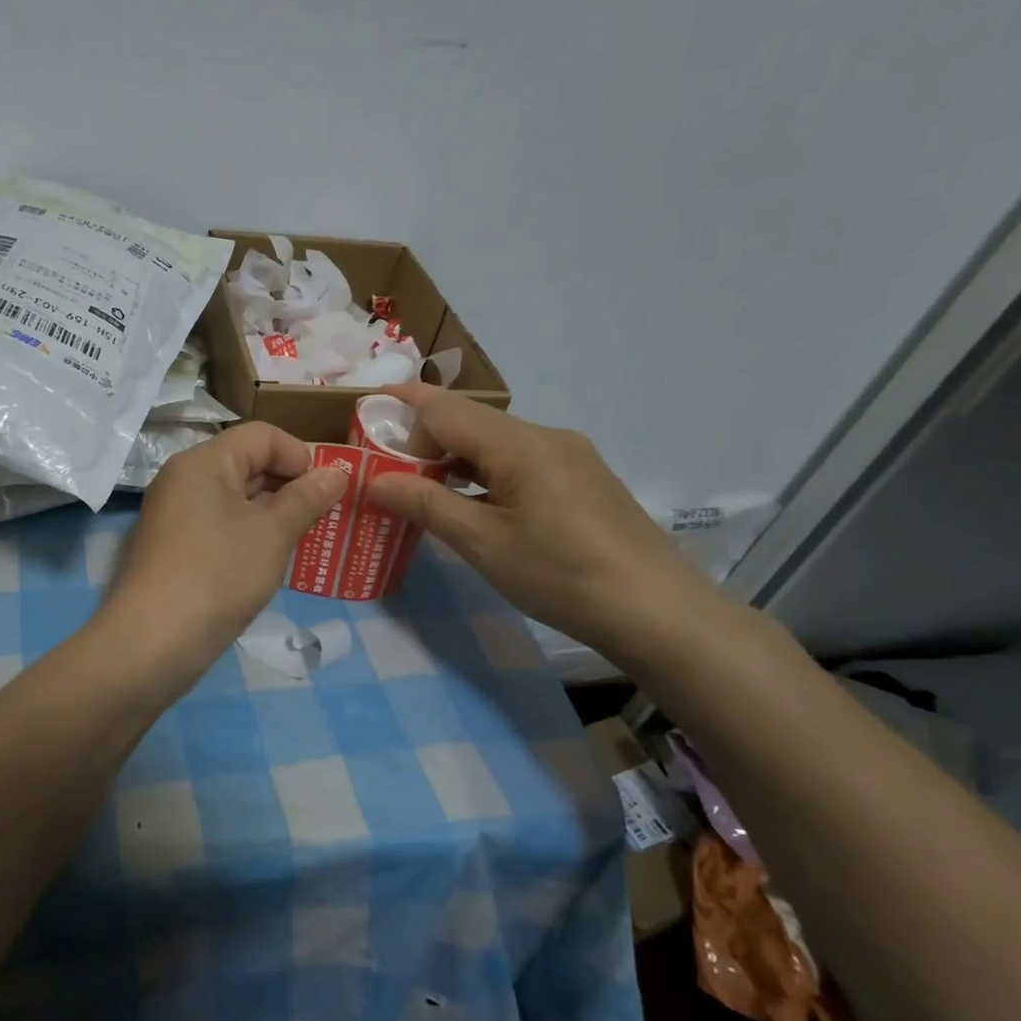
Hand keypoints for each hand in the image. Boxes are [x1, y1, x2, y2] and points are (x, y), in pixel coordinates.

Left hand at [99, 422, 347, 680]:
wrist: (153, 642)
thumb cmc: (219, 575)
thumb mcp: (273, 534)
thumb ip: (307, 498)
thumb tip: (335, 473)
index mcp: (203, 462)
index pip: (260, 435)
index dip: (299, 455)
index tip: (325, 491)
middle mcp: (183, 479)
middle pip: (246, 463)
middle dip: (288, 486)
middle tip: (322, 518)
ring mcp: (174, 515)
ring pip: (234, 498)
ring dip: (271, 514)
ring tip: (303, 541)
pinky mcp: (173, 548)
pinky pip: (219, 525)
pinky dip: (248, 535)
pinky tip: (268, 562)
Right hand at [365, 384, 713, 656]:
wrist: (657, 613)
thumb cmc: (561, 575)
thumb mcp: (483, 543)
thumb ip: (426, 504)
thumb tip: (375, 480)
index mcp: (519, 443)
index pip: (444, 408)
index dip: (399, 408)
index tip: (362, 419)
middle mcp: (545, 436)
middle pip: (469, 421)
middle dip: (422, 437)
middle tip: (384, 468)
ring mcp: (569, 455)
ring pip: (494, 442)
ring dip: (453, 457)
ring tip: (420, 488)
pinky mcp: (582, 479)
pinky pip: (519, 461)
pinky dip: (484, 473)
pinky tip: (472, 504)